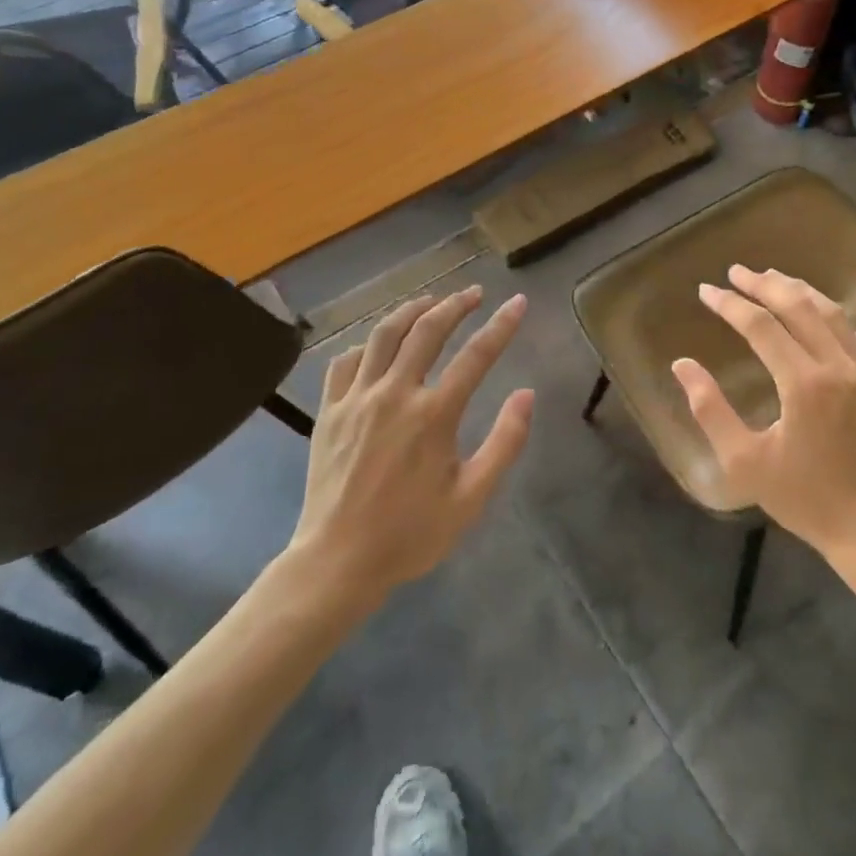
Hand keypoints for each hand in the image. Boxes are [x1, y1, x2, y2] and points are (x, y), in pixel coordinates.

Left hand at [290, 287, 532, 602]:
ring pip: (383, 334)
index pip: (476, 355)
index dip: (502, 325)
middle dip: (455, 304)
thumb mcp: (471, 498)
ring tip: (431, 302)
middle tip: (474, 293)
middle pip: (427, 330)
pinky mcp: (329, 411)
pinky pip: (345, 361)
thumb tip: (526, 395)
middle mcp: (394, 394)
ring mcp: (356, 399)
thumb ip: (504, 443)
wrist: (337, 562)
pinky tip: (378, 345)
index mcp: (433, 415)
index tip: (518, 302)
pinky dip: (366, 344)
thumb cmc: (410, 534)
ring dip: (411, 310)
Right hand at [673, 266, 855, 560]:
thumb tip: (682, 365)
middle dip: (763, 284)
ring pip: (830, 312)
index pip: (761, 326)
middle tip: (735, 272)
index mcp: (804, 384)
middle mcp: (838, 366)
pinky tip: (814, 312)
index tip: (705, 291)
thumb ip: (709, 410)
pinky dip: (828, 313)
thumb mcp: (744, 462)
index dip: (730, 305)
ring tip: (771, 277)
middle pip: (798, 306)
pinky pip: (852, 332)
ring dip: (797, 290)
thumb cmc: (802, 498)